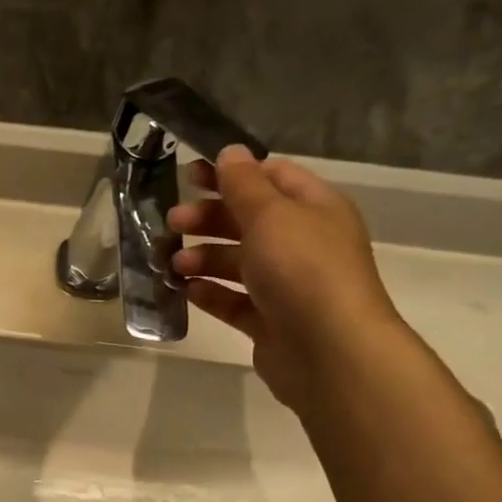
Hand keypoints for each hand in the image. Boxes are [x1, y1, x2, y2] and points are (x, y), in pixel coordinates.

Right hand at [167, 146, 404, 413]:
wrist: (329, 350)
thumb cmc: (302, 269)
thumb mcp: (270, 215)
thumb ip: (244, 184)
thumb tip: (230, 151)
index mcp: (313, 209)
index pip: (272, 177)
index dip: (231, 173)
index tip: (189, 175)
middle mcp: (303, 243)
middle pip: (248, 220)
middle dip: (208, 218)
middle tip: (172, 222)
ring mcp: (286, 285)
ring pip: (237, 262)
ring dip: (203, 257)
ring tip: (173, 264)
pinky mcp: (269, 321)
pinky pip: (233, 301)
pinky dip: (210, 293)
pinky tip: (187, 291)